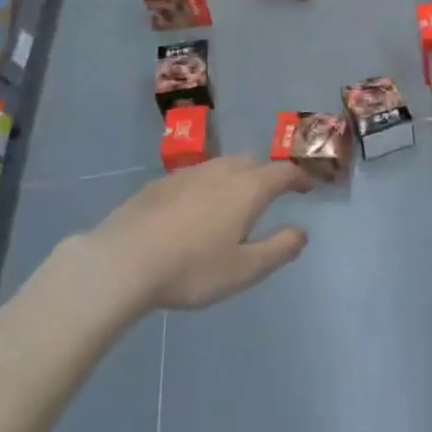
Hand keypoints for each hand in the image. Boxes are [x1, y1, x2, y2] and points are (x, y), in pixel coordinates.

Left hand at [83, 156, 311, 310]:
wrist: (123, 260)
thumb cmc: (192, 268)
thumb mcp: (245, 269)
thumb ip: (279, 249)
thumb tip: (302, 232)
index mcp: (248, 188)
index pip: (283, 172)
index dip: (299, 177)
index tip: (308, 187)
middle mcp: (222, 171)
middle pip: (253, 162)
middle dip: (267, 174)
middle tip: (272, 194)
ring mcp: (189, 173)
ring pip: (222, 165)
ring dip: (237, 176)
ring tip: (235, 200)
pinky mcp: (161, 183)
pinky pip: (196, 176)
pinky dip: (207, 185)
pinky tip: (196, 209)